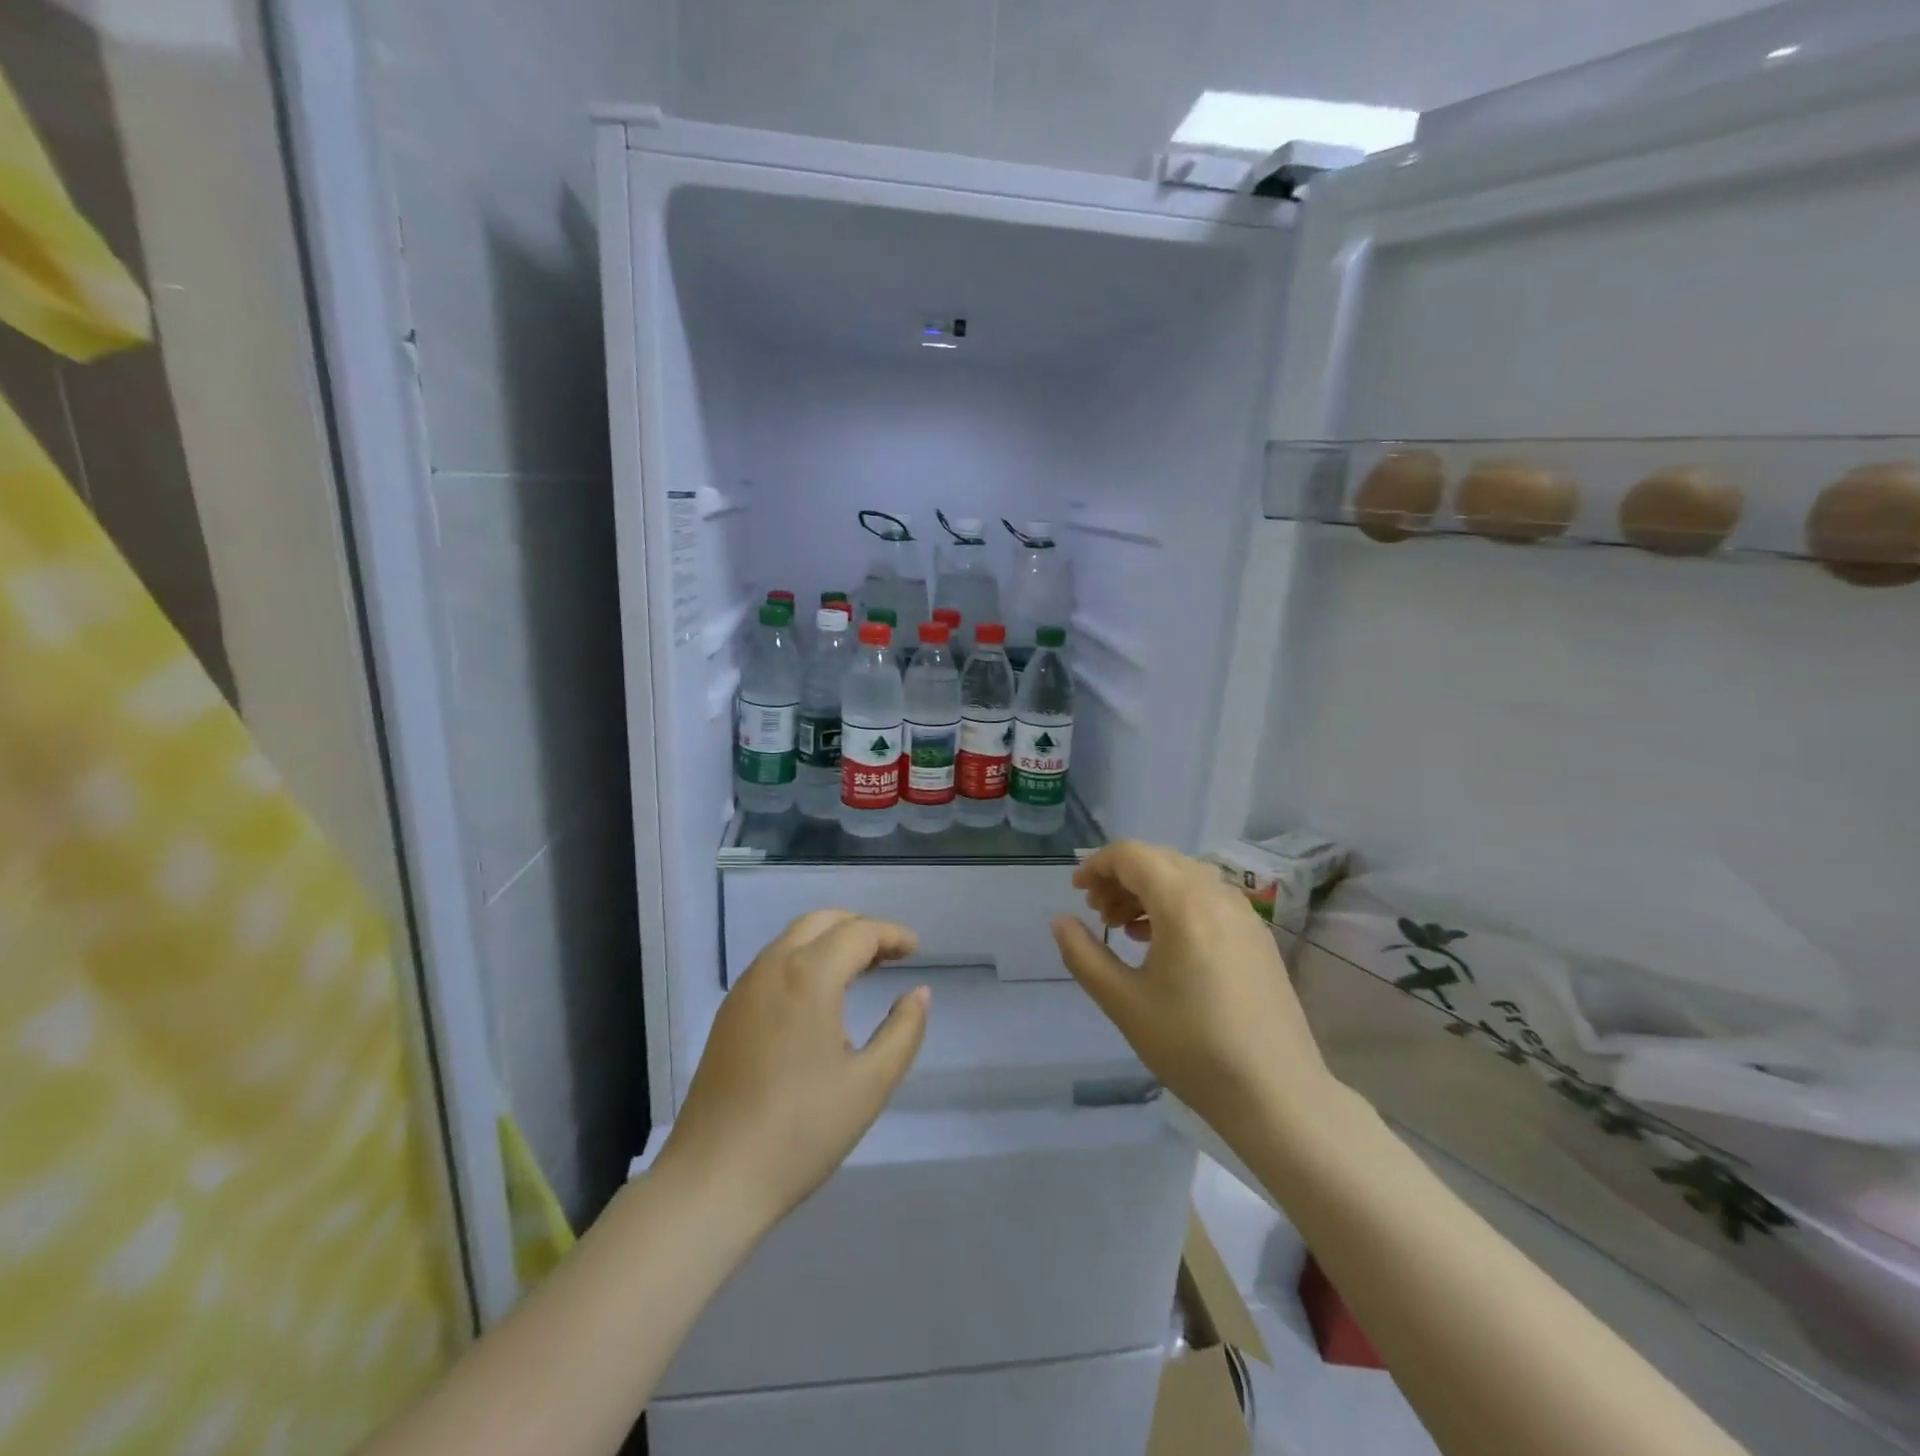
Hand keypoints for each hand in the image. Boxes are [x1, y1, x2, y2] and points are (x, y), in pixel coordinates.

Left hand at [659, 911, 929, 1231]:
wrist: (714, 1179)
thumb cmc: (801, 1131)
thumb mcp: (870, 1084)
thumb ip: (904, 1031)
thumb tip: (919, 992)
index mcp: (810, 976)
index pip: (858, 933)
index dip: (892, 935)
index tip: (917, 951)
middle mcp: (773, 967)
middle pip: (822, 921)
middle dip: (860, 928)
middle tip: (891, 955)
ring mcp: (745, 988)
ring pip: (794, 938)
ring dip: (831, 940)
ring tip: (863, 970)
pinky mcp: (729, 1012)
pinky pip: (774, 962)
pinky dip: (805, 958)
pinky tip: (821, 996)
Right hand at [1051, 841, 1336, 1141]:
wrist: (1276, 1094)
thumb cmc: (1192, 1047)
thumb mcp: (1123, 1002)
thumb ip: (1084, 954)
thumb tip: (1061, 921)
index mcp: (1183, 903)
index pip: (1132, 855)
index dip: (1097, 864)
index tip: (1077, 892)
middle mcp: (1217, 895)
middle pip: (1159, 860)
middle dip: (1121, 877)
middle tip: (1097, 913)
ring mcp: (1244, 914)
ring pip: (1185, 878)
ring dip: (1148, 890)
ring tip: (1124, 928)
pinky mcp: (1258, 936)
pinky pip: (1208, 899)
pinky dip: (1177, 904)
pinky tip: (1163, 943)